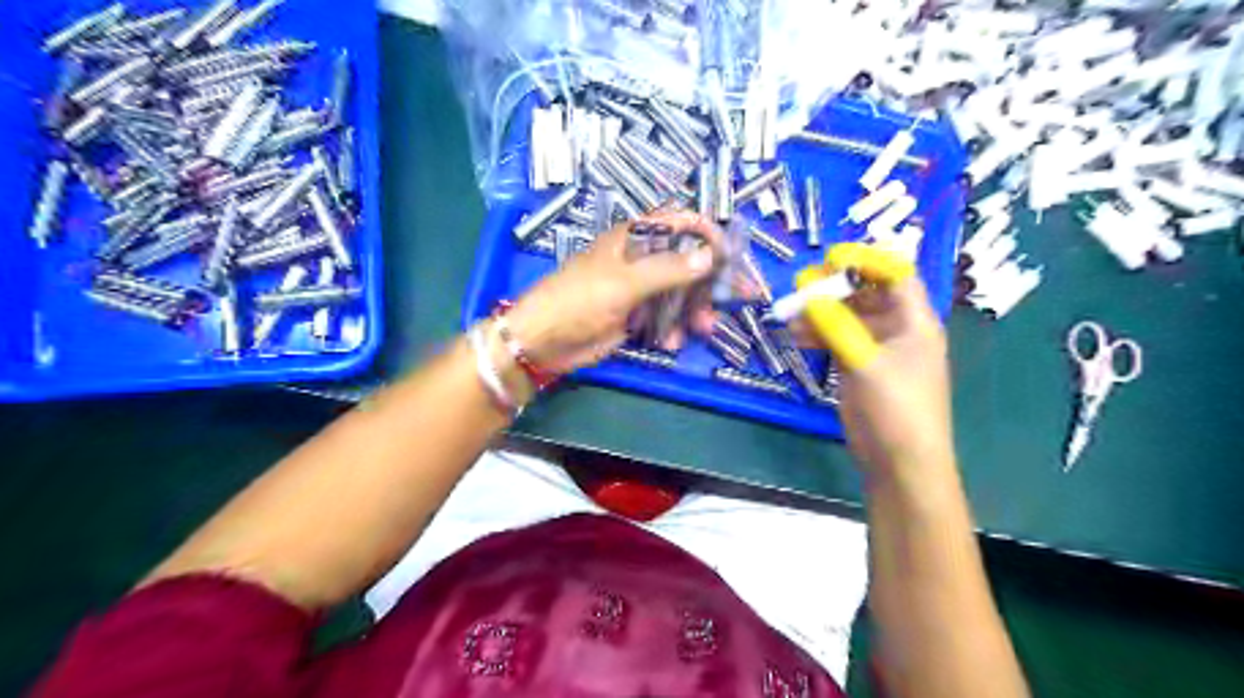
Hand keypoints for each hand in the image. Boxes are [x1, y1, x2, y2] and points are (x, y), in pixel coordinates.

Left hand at [502, 209, 718, 377]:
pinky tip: (670, 343)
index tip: (731, 254)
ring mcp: (638, 290)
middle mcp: (640, 259)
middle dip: (711, 281)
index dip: (707, 234)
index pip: (679, 223)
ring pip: (680, 294)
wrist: (543, 341)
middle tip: (739, 298)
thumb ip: (668, 269)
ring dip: (695, 311)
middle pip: (686, 262)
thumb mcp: (624, 283)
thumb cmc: (579, 300)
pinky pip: (665, 319)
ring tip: (702, 329)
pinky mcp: (635, 317)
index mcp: (634, 238)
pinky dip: (673, 330)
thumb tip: (710, 257)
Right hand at [797, 244, 955, 480]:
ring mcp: (877, 349)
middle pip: (867, 294)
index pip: (896, 275)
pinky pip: (837, 339)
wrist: (899, 461)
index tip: (830, 257)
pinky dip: (818, 334)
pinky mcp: (859, 367)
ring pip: (847, 317)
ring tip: (789, 313)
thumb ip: (837, 326)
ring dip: (821, 313)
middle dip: (836, 287)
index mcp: (916, 322)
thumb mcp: (866, 362)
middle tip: (802, 285)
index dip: (866, 260)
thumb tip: (810, 296)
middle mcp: (898, 329)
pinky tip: (795, 335)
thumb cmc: (895, 407)